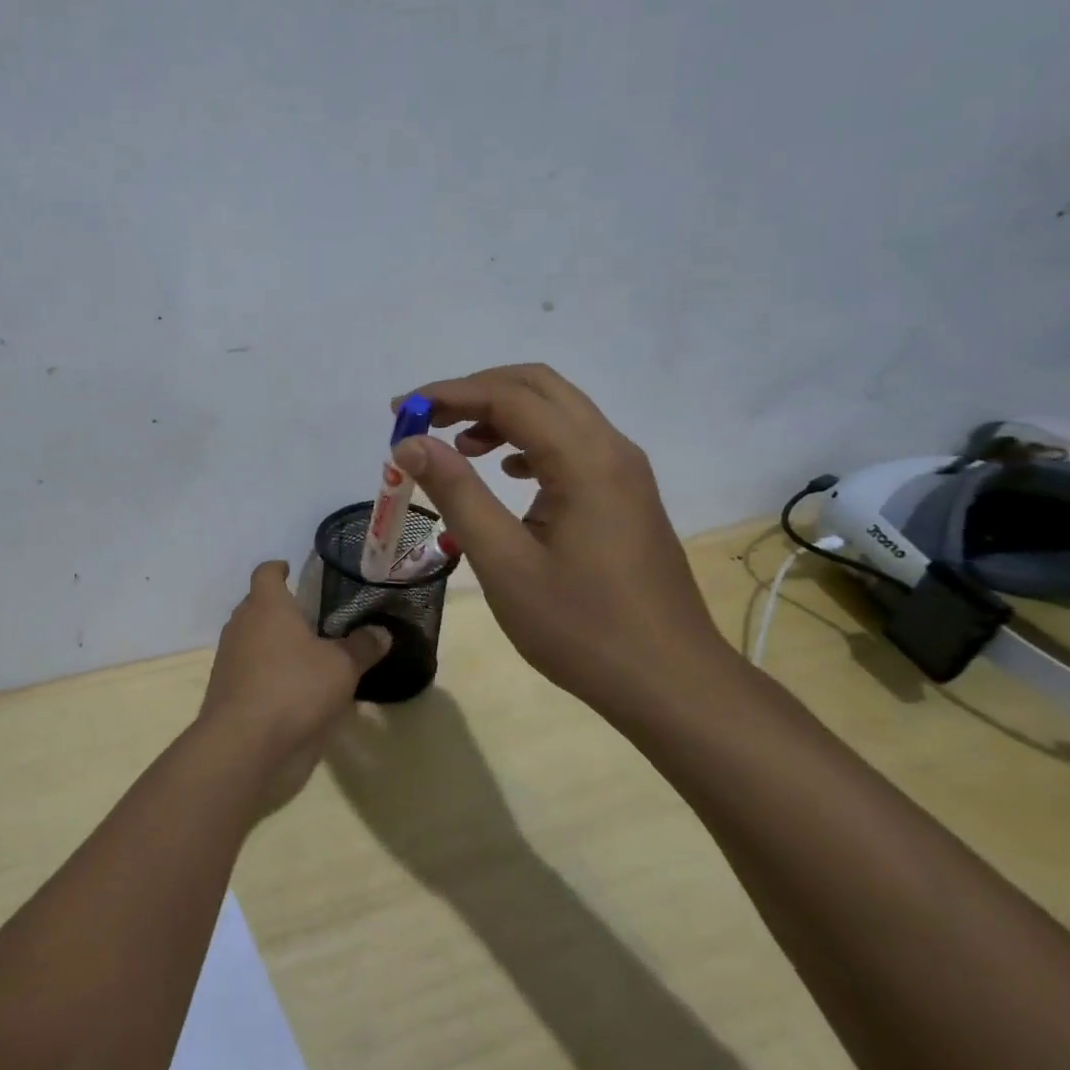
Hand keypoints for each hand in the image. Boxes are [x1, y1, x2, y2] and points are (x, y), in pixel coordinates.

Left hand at [198, 562, 389, 806]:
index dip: (279, 569)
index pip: (266, 572)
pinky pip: (248, 670)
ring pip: (252, 639)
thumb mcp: (342, 667)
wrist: (244, 745)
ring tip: (305, 656)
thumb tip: (381, 632)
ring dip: (273, 643)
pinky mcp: (225, 691)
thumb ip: (362, 647)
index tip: (292, 571)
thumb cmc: (294, 688)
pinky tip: (292, 690)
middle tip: (311, 618)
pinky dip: (266, 673)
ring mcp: (229, 658)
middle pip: (257, 605)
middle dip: (280, 609)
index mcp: (266, 605)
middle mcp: (242, 624)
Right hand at [390, 364, 737, 715]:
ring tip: (457, 447)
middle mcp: (611, 448)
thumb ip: (457, 493)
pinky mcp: (625, 493)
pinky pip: (572, 441)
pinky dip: (528, 439)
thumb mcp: (504, 563)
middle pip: (537, 386)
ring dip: (502, 413)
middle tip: (424, 420)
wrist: (671, 683)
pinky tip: (506, 472)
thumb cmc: (582, 628)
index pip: (507, 396)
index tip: (398, 412)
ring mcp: (624, 470)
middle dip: (474, 392)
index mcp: (585, 459)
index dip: (446, 395)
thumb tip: (411, 443)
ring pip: (557, 410)